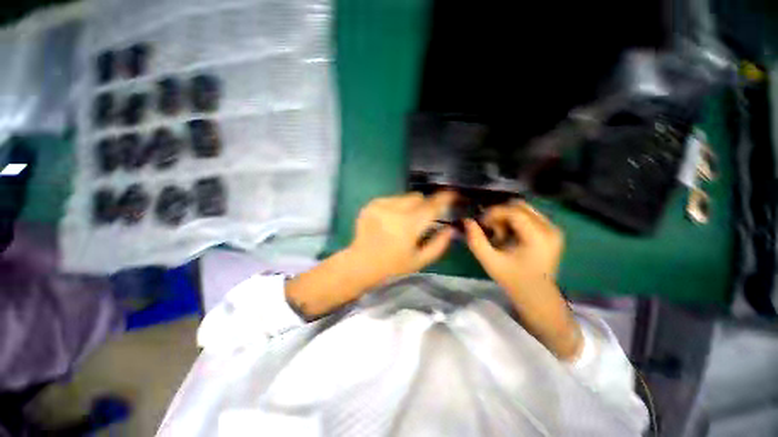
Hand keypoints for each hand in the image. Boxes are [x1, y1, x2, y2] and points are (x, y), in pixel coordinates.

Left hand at [286, 191, 454, 319]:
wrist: (361, 263)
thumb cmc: (393, 265)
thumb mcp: (420, 260)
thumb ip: (439, 244)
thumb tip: (451, 228)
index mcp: (409, 225)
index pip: (432, 205)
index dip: (445, 197)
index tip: (452, 194)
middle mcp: (395, 211)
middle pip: (418, 197)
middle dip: (424, 204)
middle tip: (421, 218)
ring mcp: (380, 205)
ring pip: (404, 197)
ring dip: (409, 206)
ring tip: (403, 221)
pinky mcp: (371, 204)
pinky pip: (391, 199)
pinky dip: (395, 206)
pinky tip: (390, 220)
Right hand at [463, 201, 581, 360]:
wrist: (537, 295)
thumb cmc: (513, 280)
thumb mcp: (490, 261)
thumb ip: (476, 240)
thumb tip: (467, 221)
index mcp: (538, 237)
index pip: (513, 211)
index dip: (493, 213)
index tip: (481, 223)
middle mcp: (550, 228)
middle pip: (519, 206)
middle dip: (500, 213)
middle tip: (489, 229)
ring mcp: (553, 228)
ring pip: (524, 208)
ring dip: (506, 216)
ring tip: (499, 233)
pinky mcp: (552, 231)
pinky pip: (529, 215)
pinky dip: (514, 220)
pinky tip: (509, 234)